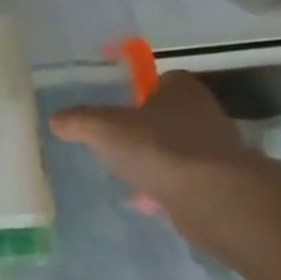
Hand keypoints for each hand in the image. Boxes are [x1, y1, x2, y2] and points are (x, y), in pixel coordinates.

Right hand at [50, 71, 251, 207]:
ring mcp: (219, 152)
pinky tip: (146, 200)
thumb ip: (77, 121)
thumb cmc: (159, 148)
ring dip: (157, 159)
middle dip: (147, 127)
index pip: (164, 79)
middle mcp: (206, 115)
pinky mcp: (223, 184)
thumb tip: (57, 120)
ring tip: (128, 173)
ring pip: (179, 149)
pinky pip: (186, 180)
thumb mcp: (102, 128)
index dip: (141, 89)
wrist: (215, 199)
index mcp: (183, 91)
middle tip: (118, 139)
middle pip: (171, 115)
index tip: (119, 104)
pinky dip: (167, 187)